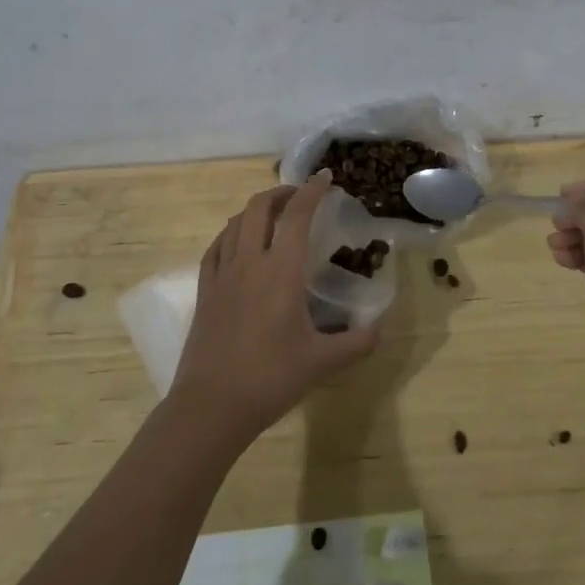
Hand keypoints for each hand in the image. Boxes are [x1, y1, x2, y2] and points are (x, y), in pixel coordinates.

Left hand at [171, 173, 379, 440]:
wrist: (211, 407)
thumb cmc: (270, 379)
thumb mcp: (322, 362)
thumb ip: (358, 342)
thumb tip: (380, 326)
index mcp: (281, 272)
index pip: (297, 216)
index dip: (312, 191)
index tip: (325, 177)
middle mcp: (249, 262)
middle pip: (259, 208)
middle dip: (281, 193)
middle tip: (300, 196)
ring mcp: (222, 275)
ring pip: (235, 223)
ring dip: (256, 210)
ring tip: (273, 216)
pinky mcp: (205, 291)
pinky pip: (216, 247)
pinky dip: (231, 233)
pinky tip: (238, 242)